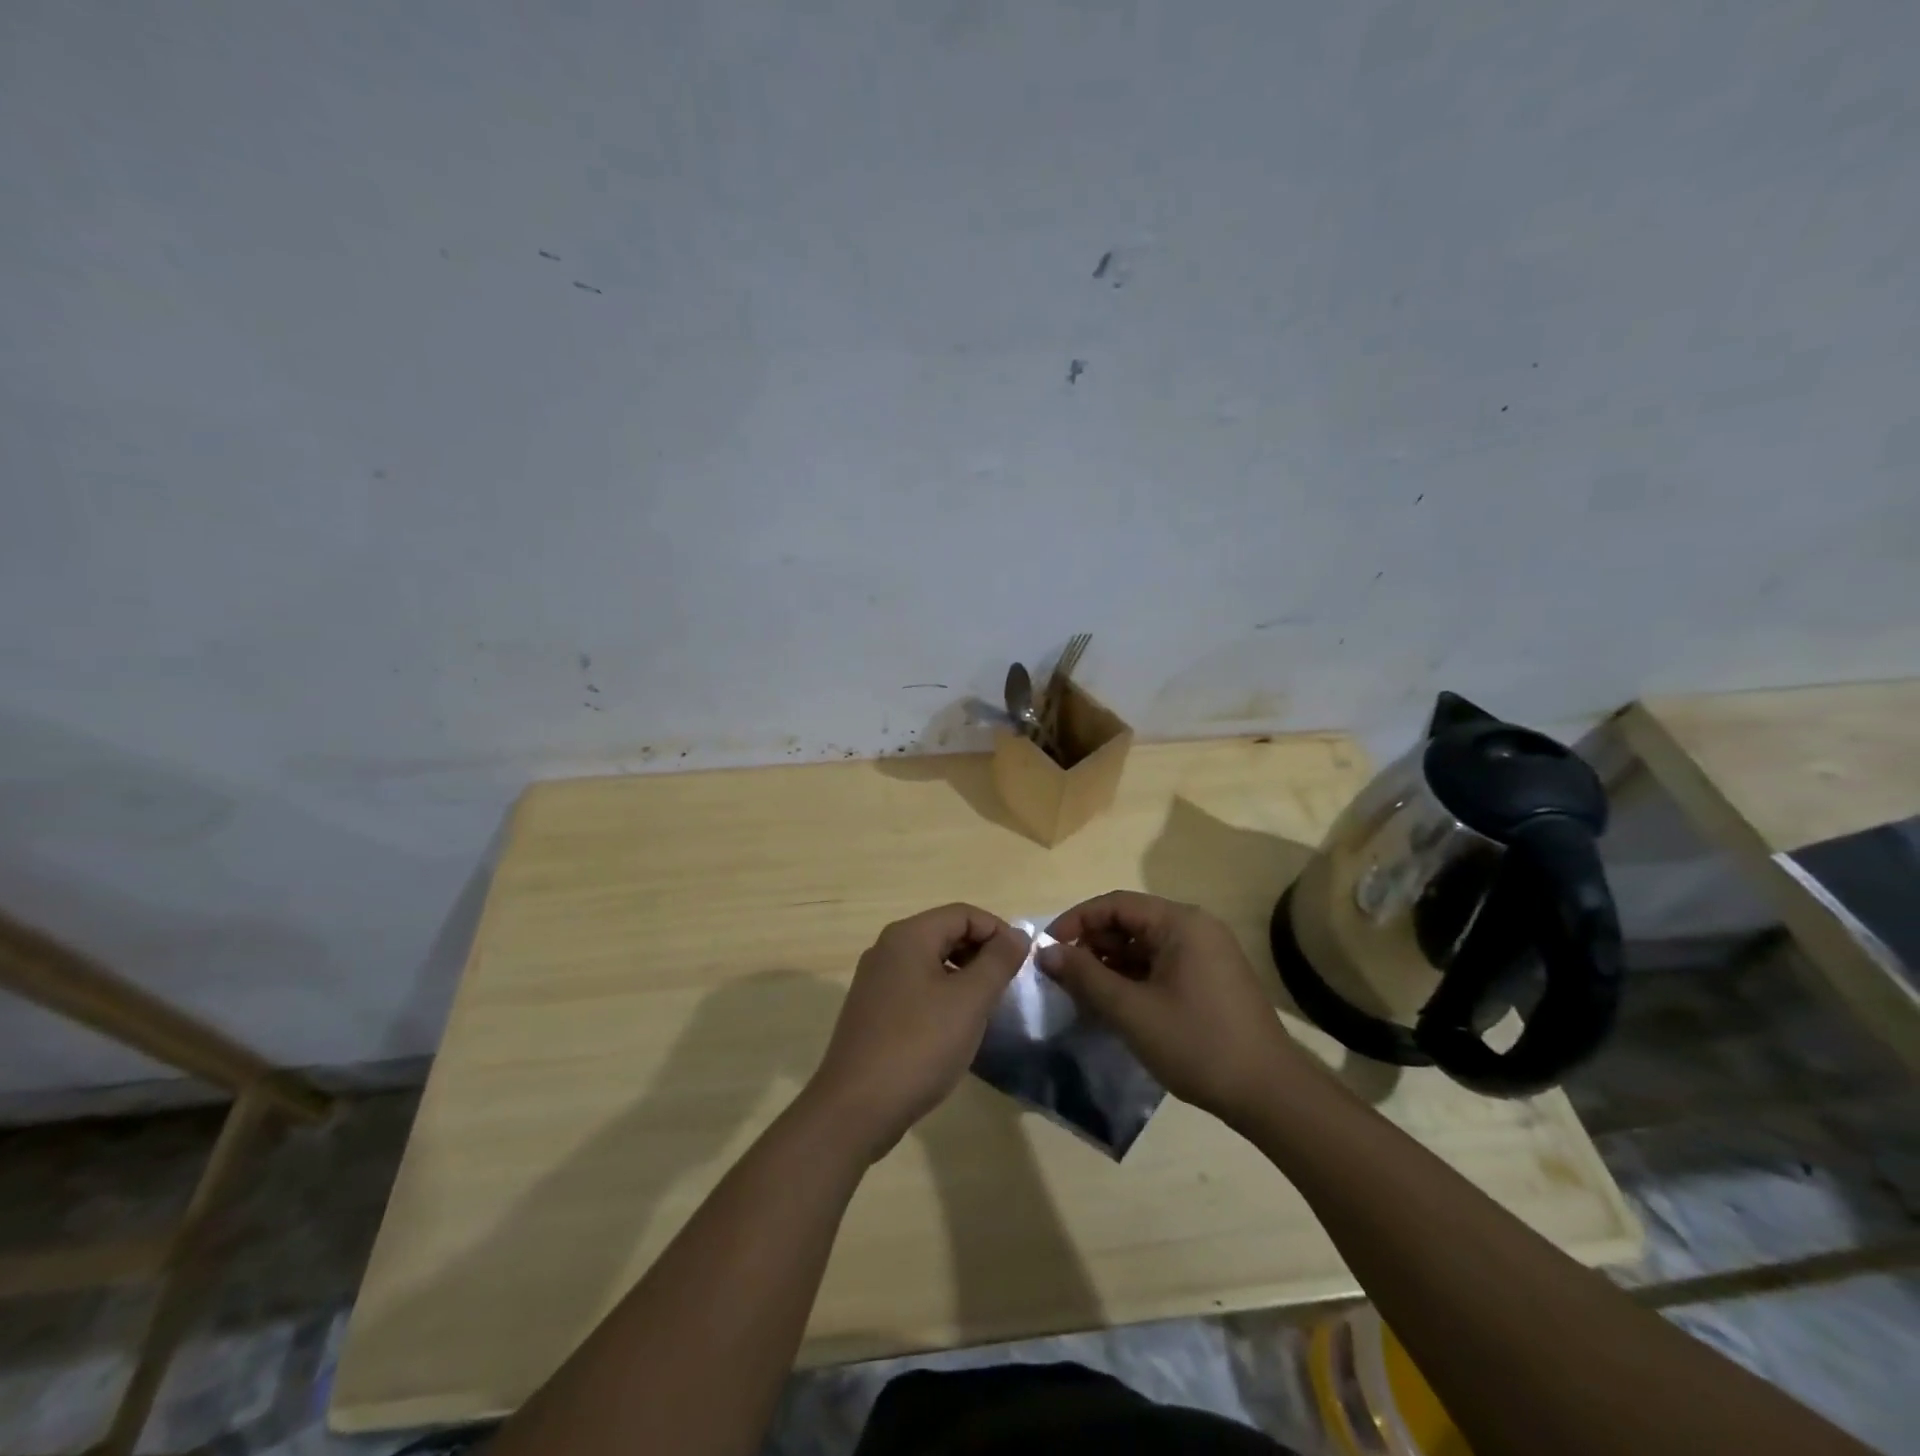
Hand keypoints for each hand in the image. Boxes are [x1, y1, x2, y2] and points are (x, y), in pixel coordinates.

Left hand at [806, 904, 1029, 1159]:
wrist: (856, 1108)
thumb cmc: (919, 1046)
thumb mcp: (970, 1001)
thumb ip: (997, 962)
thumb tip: (1018, 935)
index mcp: (908, 936)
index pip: (963, 913)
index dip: (997, 931)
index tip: (1022, 963)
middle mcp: (887, 949)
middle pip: (945, 933)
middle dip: (981, 953)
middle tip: (1007, 986)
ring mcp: (875, 981)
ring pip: (931, 962)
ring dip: (963, 976)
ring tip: (986, 1007)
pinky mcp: (872, 1011)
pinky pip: (916, 987)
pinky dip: (942, 995)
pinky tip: (954, 1027)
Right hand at [1038, 891, 1299, 1123]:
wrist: (1270, 1094)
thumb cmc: (1197, 1043)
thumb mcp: (1131, 1010)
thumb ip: (1085, 976)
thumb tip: (1045, 952)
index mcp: (1180, 922)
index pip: (1115, 904)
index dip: (1076, 922)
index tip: (1046, 949)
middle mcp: (1195, 927)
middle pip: (1130, 922)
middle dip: (1092, 945)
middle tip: (1062, 975)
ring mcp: (1206, 953)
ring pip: (1144, 946)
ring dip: (1110, 964)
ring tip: (1082, 993)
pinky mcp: (1210, 978)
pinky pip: (1161, 964)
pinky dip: (1133, 978)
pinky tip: (1114, 1004)